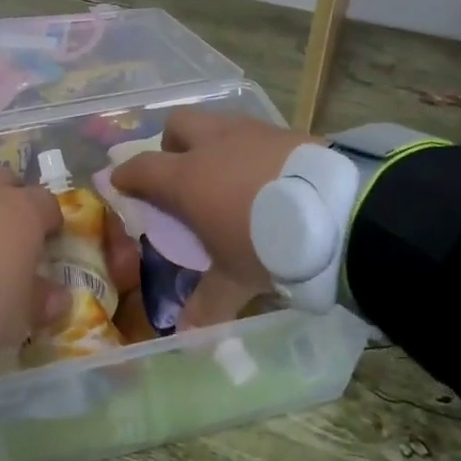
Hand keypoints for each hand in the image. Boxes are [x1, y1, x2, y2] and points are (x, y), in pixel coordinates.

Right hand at [108, 110, 316, 327]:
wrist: (339, 212)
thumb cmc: (270, 244)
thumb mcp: (237, 279)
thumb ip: (208, 304)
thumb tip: (186, 338)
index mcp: (188, 177)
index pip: (142, 167)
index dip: (127, 174)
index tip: (120, 182)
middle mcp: (213, 145)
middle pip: (177, 126)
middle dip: (171, 144)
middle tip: (181, 172)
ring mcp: (251, 132)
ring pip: (217, 123)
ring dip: (213, 142)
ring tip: (229, 174)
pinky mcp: (287, 131)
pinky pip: (256, 133)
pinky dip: (252, 149)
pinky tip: (268, 175)